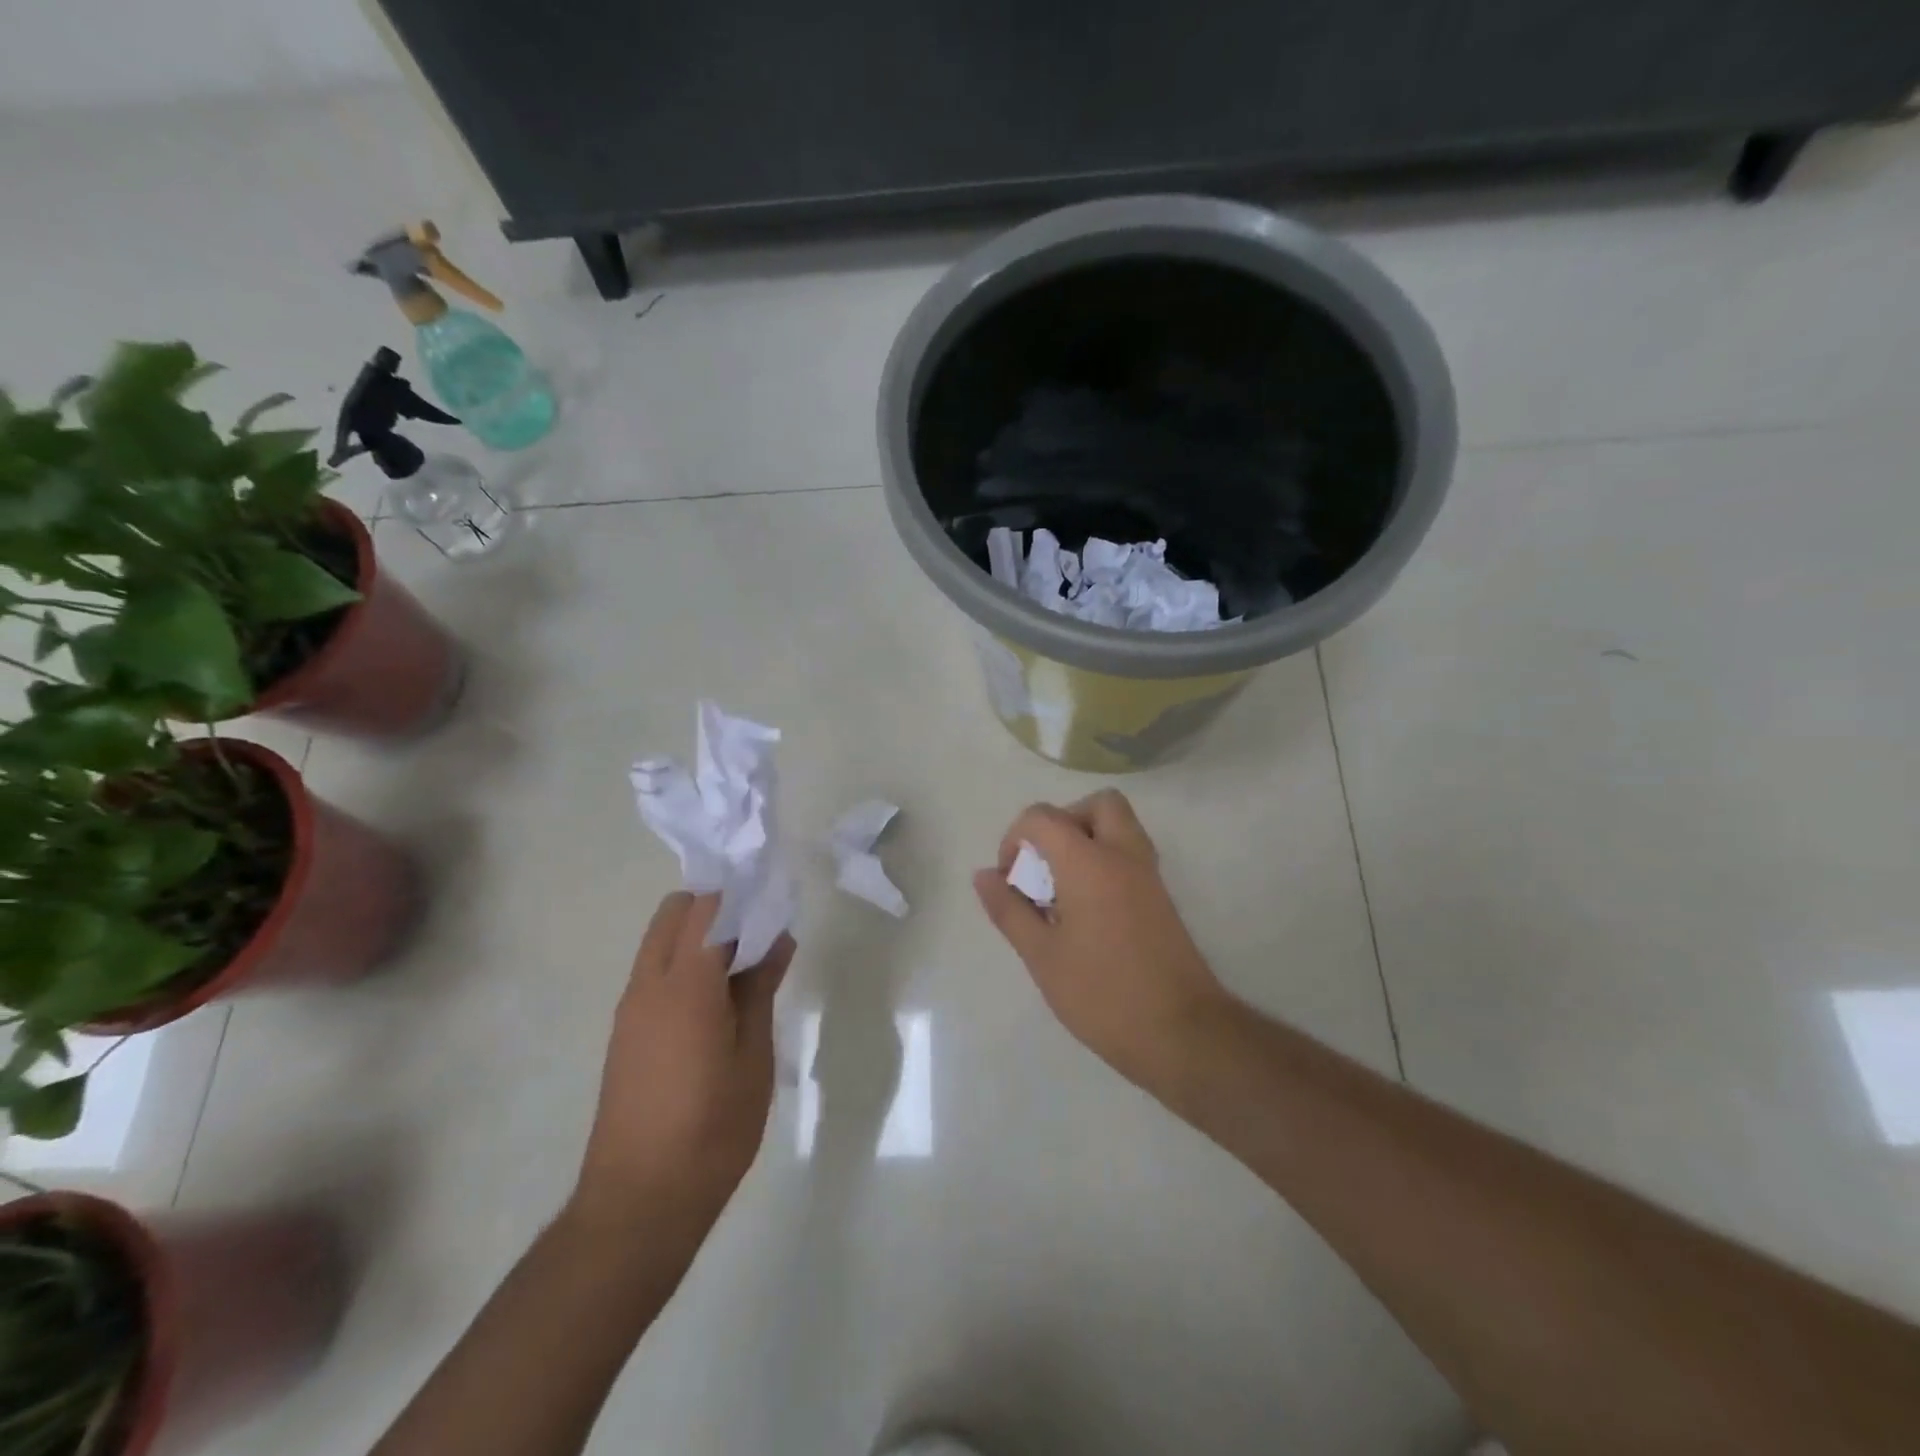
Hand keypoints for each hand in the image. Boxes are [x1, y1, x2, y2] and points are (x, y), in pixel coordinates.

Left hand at [571, 893, 791, 1234]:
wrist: (638, 1204)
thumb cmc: (711, 1130)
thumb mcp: (753, 1057)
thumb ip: (760, 989)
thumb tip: (777, 939)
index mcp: (685, 984)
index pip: (709, 907)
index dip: (744, 895)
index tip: (777, 901)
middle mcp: (648, 984)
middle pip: (676, 912)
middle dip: (718, 906)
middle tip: (760, 932)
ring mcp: (630, 1008)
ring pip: (662, 940)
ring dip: (700, 935)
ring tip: (745, 966)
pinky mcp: (624, 1032)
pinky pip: (655, 971)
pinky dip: (685, 963)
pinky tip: (718, 1000)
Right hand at [974, 789, 1227, 1084]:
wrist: (1181, 1032)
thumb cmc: (1101, 994)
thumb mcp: (1041, 956)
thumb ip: (1008, 910)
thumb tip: (983, 875)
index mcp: (1088, 862)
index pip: (1043, 817)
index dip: (1015, 839)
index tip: (1010, 879)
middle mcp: (1123, 855)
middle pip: (1097, 804)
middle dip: (1063, 822)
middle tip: (1044, 865)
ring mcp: (1149, 874)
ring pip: (1119, 826)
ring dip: (1087, 839)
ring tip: (1062, 888)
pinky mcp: (1161, 896)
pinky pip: (1130, 854)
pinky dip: (1105, 861)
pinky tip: (1086, 909)